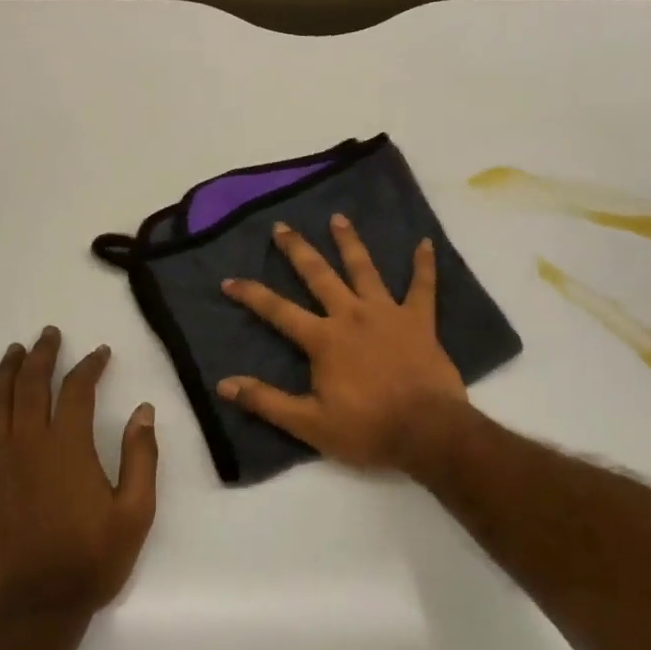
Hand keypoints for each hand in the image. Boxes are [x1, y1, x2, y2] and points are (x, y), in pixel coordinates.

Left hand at [0, 328, 158, 622]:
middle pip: (32, 387)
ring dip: (5, 374)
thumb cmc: (92, 560)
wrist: (35, 610)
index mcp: (69, 447)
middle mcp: (28, 445)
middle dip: (42, 356)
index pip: (77, 390)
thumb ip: (141, 457)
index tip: (100, 354)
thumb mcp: (136, 511)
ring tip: (14, 352)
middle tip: (49, 335)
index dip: (90, 366)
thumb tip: (144, 411)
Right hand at [218, 217, 467, 471]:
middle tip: (282, 226)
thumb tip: (224, 384)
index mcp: (324, 339)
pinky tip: (425, 243)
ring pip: (365, 269)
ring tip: (338, 218)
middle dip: (298, 250)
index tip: (229, 280)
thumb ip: (266, 401)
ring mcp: (387, 313)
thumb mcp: (309, 424)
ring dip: (350, 242)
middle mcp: (351, 315)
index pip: (278, 311)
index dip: (252, 295)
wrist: (426, 431)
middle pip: (319, 275)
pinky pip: (423, 286)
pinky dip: (424, 265)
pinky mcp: (419, 320)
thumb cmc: (367, 429)